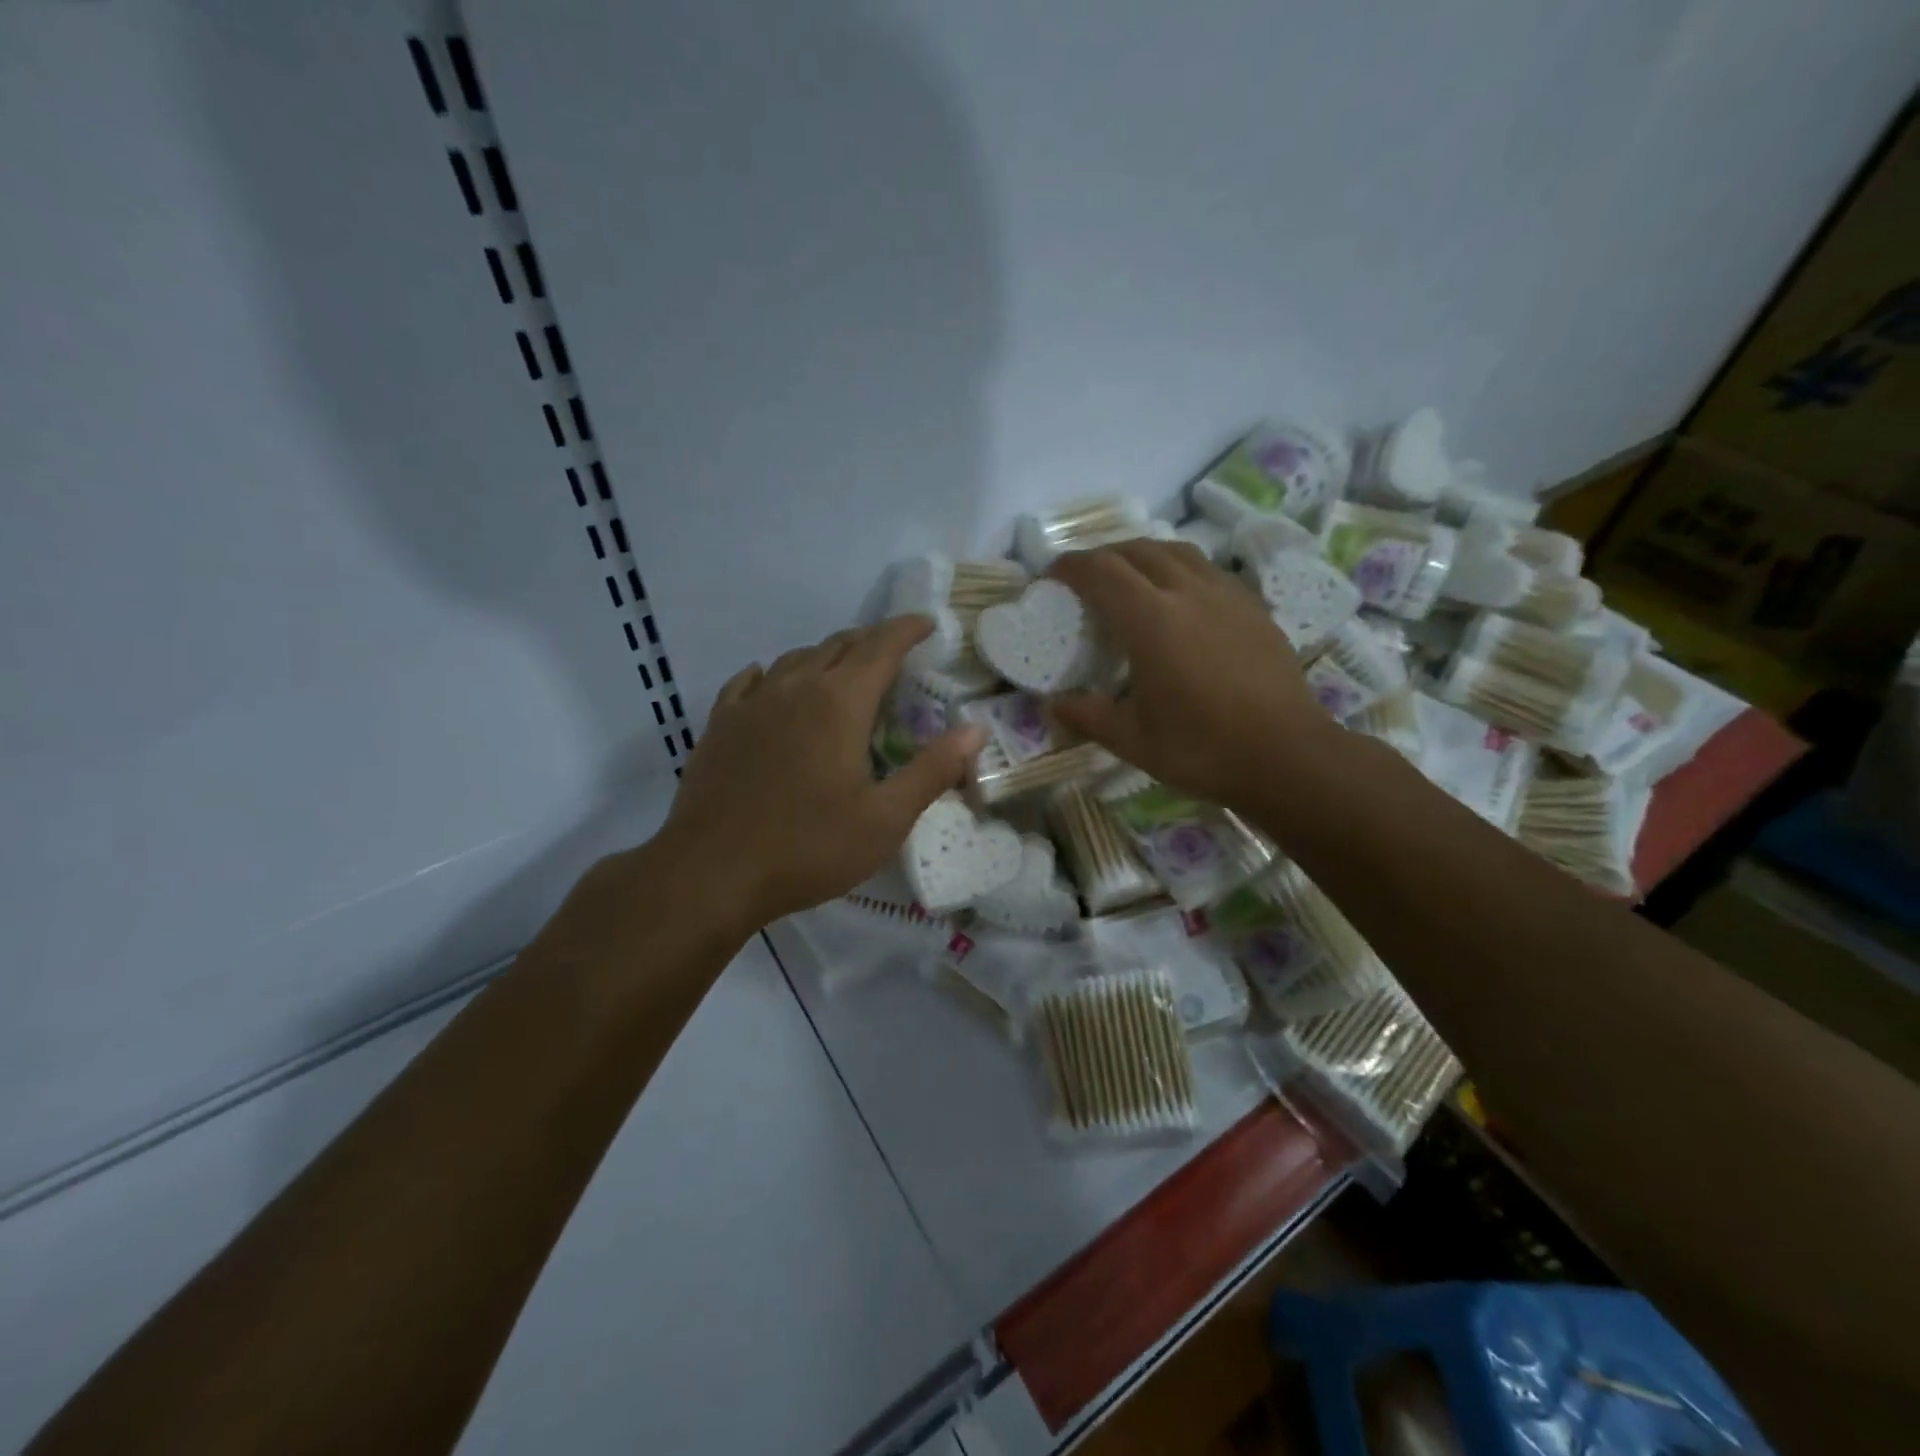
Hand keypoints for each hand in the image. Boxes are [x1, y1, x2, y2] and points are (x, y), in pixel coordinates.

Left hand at [660, 617, 986, 929]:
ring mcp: (751, 704)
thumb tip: (975, 730)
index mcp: (839, 703)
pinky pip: (750, 682)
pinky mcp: (720, 725)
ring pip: (795, 659)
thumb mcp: (885, 819)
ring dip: (826, 655)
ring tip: (843, 668)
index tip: (927, 623)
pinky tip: (771, 683)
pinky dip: (772, 674)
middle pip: (838, 646)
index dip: (907, 630)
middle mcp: (795, 688)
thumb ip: (933, 770)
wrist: (711, 873)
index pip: (880, 648)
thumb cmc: (808, 848)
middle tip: (894, 650)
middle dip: (871, 641)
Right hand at [1048, 541, 1333, 810]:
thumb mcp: (1132, 739)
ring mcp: (1226, 595)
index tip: (1052, 576)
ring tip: (1130, 578)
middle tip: (1086, 578)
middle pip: (1138, 550)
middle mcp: (1188, 592)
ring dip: (1144, 555)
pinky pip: (1207, 570)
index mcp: (1152, 620)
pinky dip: (1179, 570)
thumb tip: (1050, 705)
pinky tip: (1180, 599)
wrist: (1287, 755)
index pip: (1101, 571)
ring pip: (1177, 552)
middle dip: (1104, 555)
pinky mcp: (1253, 607)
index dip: (1071, 566)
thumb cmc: (1202, 748)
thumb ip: (1086, 716)